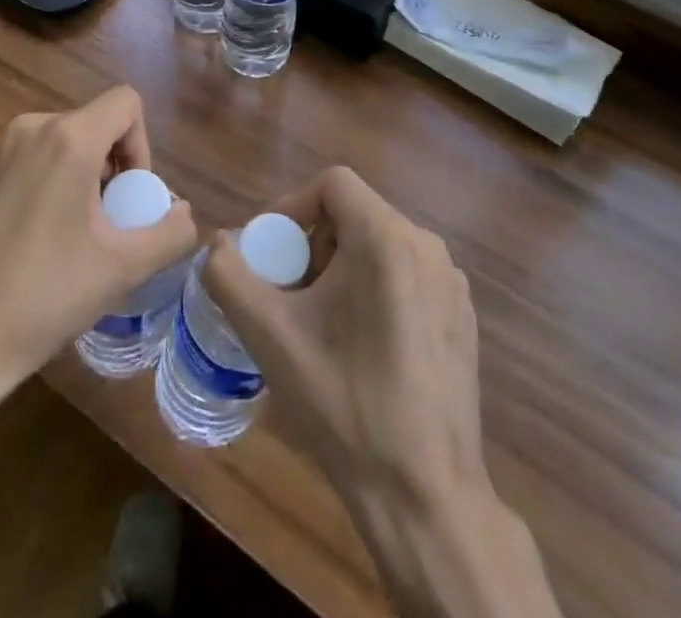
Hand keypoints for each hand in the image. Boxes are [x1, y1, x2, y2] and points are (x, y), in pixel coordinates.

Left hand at [0, 85, 197, 399]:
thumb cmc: (42, 297)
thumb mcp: (122, 268)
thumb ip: (170, 232)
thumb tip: (183, 213)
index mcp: (68, 138)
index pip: (126, 102)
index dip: (143, 145)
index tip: (130, 197)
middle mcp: (29, 128)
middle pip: (93, 125)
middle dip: (112, 167)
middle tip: (108, 225)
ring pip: (59, 144)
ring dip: (80, 178)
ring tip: (72, 238)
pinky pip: (27, 161)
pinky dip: (46, 186)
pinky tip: (34, 244)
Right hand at [205, 166, 484, 511]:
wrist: (425, 496)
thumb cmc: (343, 404)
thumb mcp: (270, 336)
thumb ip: (230, 276)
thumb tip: (218, 243)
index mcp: (387, 237)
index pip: (332, 184)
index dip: (292, 206)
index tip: (271, 253)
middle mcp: (427, 246)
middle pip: (355, 214)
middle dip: (313, 244)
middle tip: (288, 292)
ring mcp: (452, 283)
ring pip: (381, 245)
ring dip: (341, 268)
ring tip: (318, 322)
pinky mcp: (462, 317)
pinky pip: (408, 276)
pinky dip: (375, 290)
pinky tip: (361, 347)